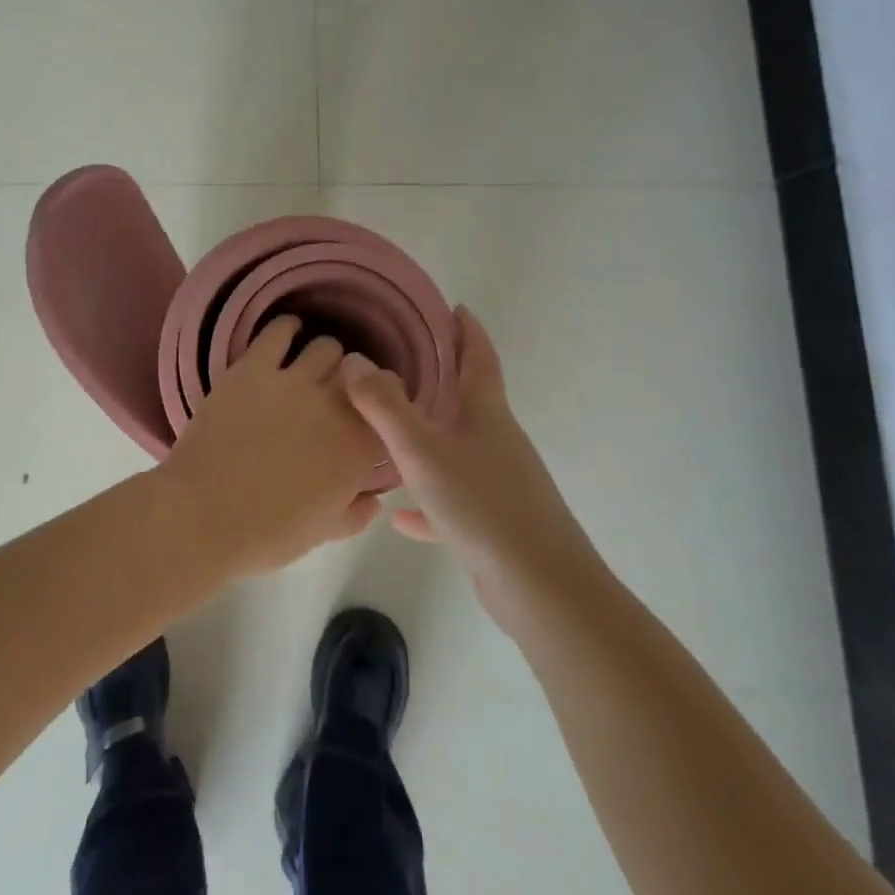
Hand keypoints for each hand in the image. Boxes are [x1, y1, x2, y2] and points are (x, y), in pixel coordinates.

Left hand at [159, 316, 384, 577]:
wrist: (202, 516)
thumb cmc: (266, 534)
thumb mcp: (323, 533)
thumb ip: (356, 512)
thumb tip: (373, 498)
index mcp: (357, 447)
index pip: (390, 408)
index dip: (382, 408)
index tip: (372, 414)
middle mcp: (335, 405)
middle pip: (360, 373)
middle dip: (354, 383)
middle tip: (338, 394)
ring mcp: (293, 381)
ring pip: (327, 347)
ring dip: (324, 359)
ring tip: (310, 370)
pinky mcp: (253, 367)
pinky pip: (279, 330)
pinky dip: (287, 328)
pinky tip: (286, 335)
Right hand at [340, 307, 595, 632]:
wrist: (540, 587)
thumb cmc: (482, 504)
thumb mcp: (423, 450)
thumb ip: (384, 406)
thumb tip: (354, 360)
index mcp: (487, 413)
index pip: (479, 357)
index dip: (466, 330)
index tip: (451, 307)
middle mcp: (496, 440)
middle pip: (469, 398)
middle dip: (441, 376)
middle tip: (402, 360)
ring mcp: (498, 482)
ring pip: (457, 447)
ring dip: (429, 436)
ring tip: (390, 429)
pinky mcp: (493, 522)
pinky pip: (451, 499)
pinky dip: (426, 500)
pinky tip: (398, 516)